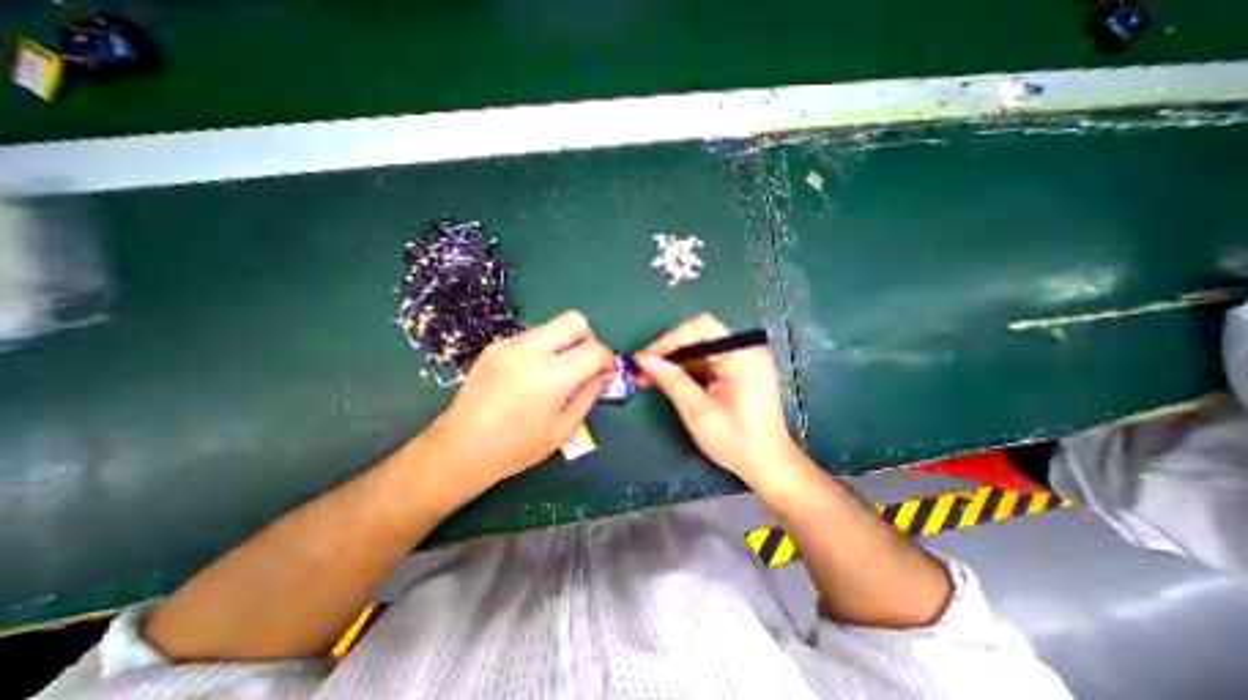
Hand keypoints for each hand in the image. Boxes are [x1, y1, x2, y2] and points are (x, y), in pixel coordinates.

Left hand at [427, 312, 615, 485]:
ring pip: (552, 326)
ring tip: (557, 372)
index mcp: (550, 377)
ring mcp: (508, 345)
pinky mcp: (495, 346)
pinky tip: (533, 374)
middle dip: (589, 339)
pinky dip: (543, 348)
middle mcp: (529, 351)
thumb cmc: (515, 449)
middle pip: (574, 321)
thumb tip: (605, 374)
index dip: (608, 359)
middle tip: (585, 364)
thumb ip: (588, 396)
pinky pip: (531, 336)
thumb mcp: (562, 429)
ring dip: (565, 343)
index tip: (608, 372)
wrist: (459, 449)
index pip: (594, 350)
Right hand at [635, 314, 798, 482]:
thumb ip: (673, 382)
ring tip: (647, 375)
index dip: (669, 340)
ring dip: (672, 359)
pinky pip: (703, 359)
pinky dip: (683, 367)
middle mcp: (745, 350)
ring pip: (697, 346)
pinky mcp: (735, 368)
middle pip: (699, 334)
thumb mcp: (699, 414)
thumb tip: (644, 360)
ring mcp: (741, 358)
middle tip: (642, 367)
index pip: (702, 329)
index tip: (644, 358)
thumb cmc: (737, 443)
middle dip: (668, 349)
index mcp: (744, 357)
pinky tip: (666, 378)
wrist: (767, 464)